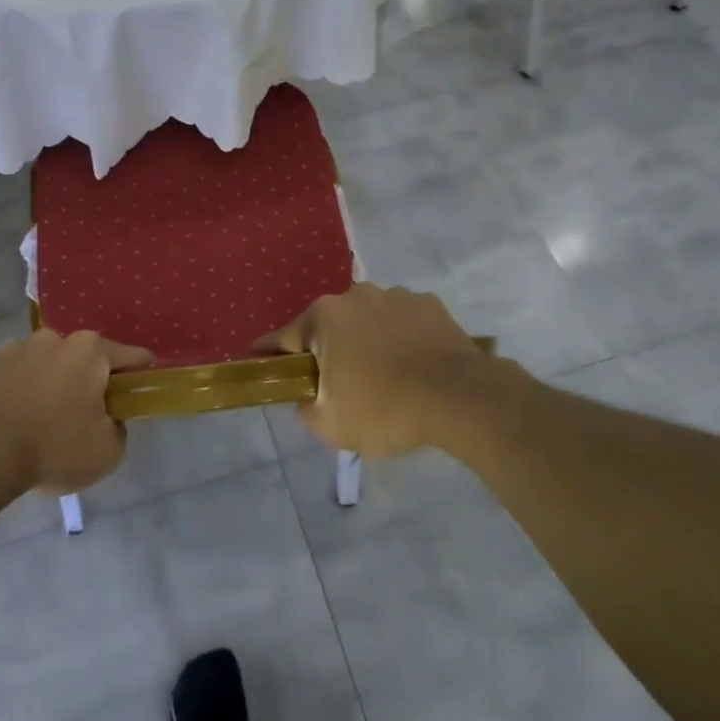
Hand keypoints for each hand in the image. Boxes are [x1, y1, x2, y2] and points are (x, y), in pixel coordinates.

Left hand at [0, 329, 150, 493]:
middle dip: (85, 384)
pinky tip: (8, 425)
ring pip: (44, 366)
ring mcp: (15, 348)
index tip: (134, 399)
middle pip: (83, 360)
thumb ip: (118, 429)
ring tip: (36, 427)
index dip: (139, 378)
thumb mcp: (108, 452)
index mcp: (90, 351)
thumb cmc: (52, 447)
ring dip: (47, 387)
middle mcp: (54, 339)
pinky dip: (15, 394)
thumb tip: (108, 419)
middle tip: (80, 422)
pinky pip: (11, 378)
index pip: (132, 357)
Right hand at [259, 283, 501, 457]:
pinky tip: (413, 365)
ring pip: (367, 320)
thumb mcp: (330, 425)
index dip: (269, 354)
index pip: (283, 338)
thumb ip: (305, 407)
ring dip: (366, 341)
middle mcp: (354, 295)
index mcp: (323, 317)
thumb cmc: (385, 409)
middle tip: (339, 385)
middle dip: (328, 350)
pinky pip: (402, 321)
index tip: (259, 361)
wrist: (460, 398)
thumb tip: (306, 396)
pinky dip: (400, 338)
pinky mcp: (429, 304)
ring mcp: (394, 295)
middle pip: (328, 326)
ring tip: (385, 376)